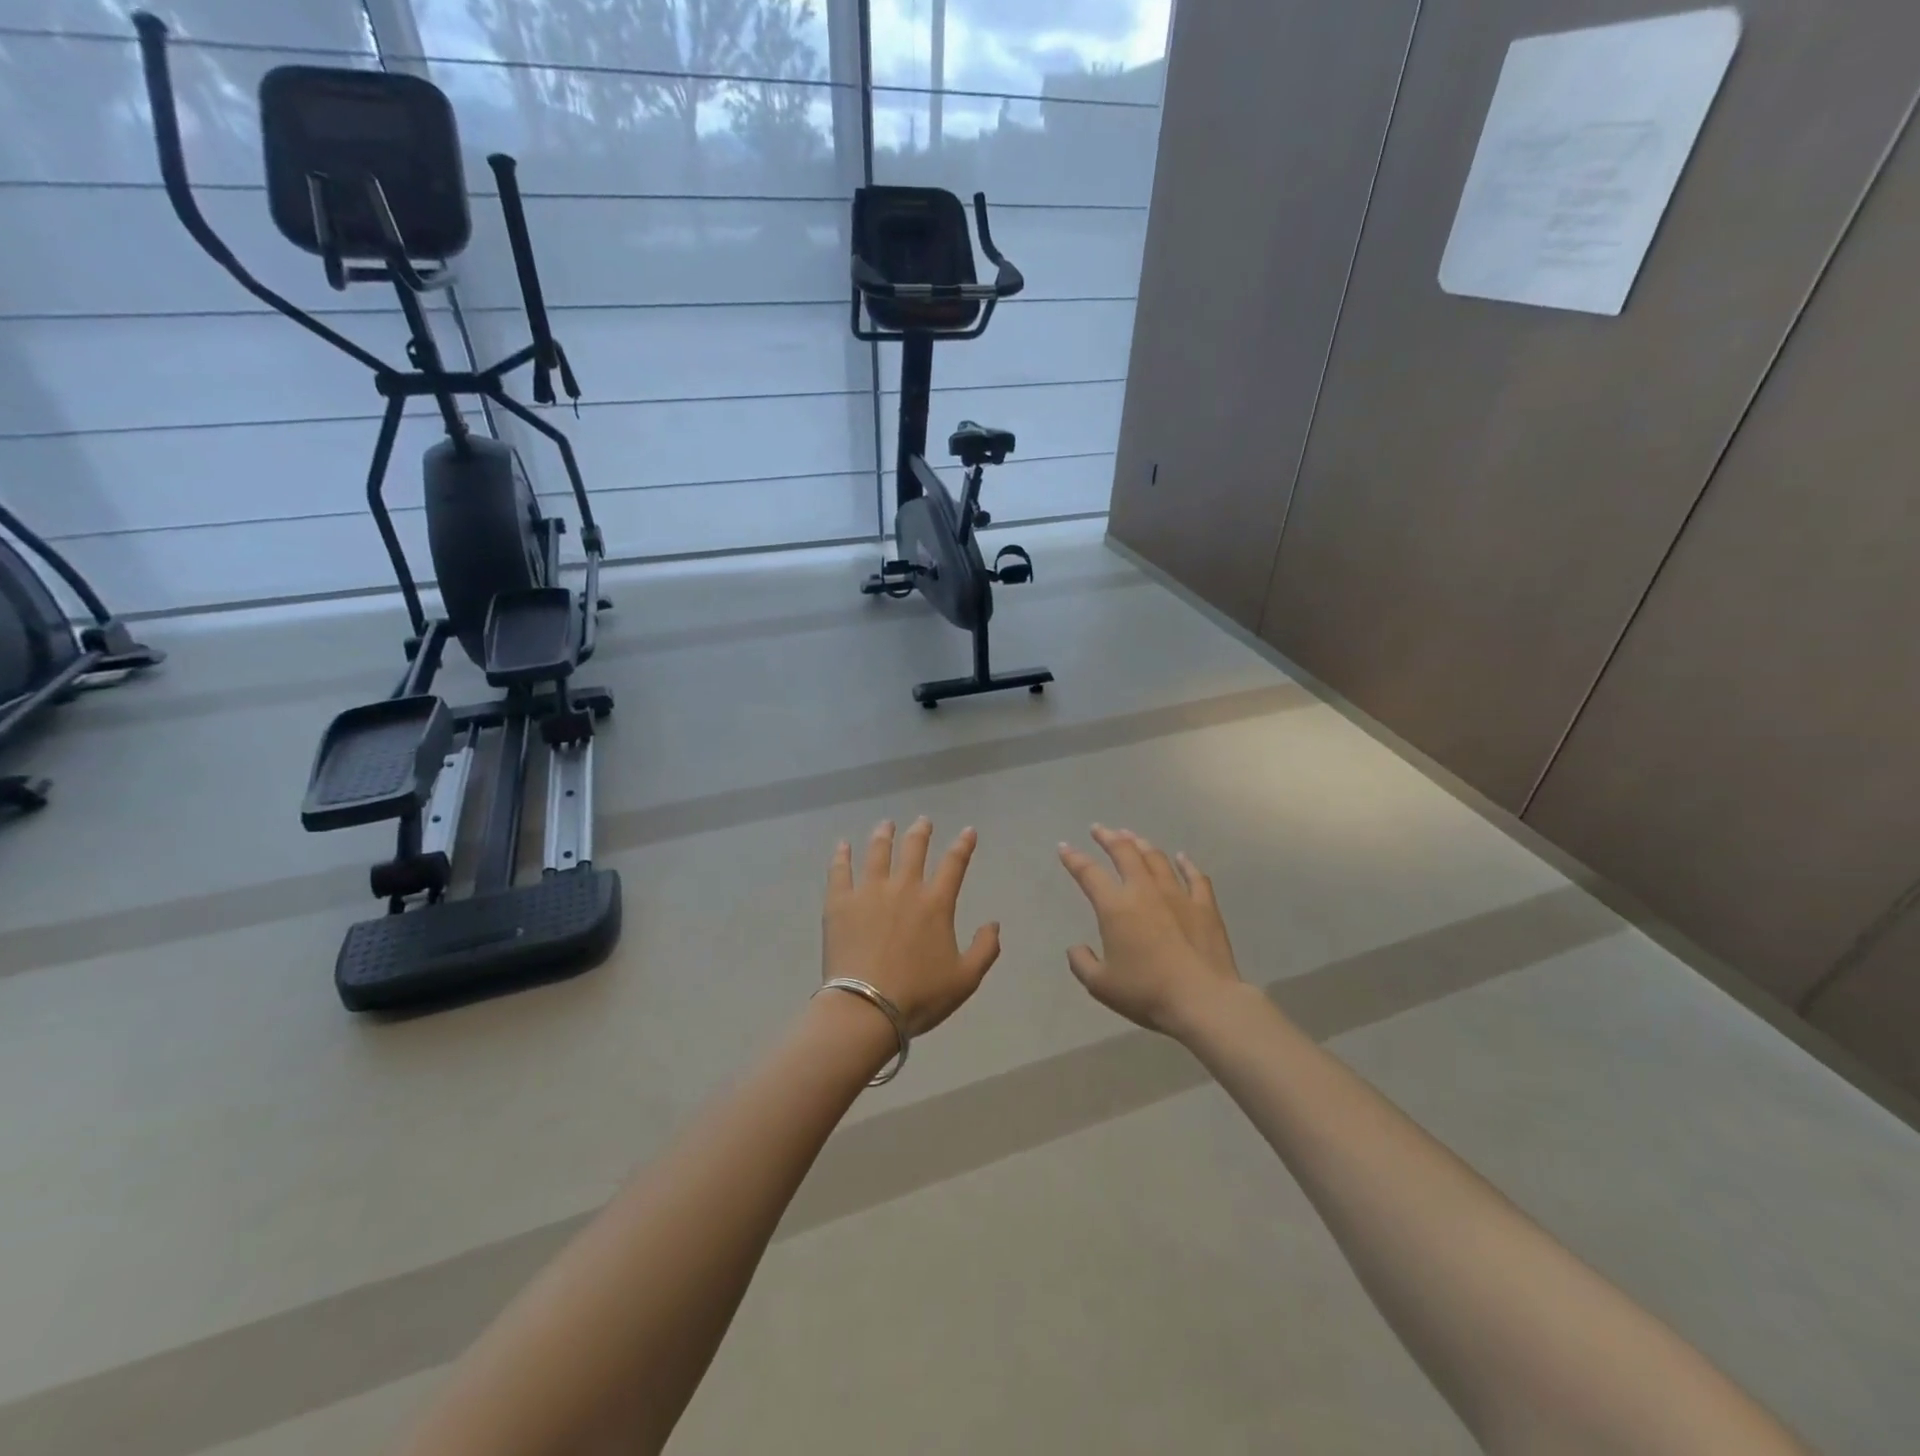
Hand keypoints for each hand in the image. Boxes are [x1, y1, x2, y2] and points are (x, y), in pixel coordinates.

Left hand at [824, 818, 1000, 1035]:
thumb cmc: (919, 995)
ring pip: (878, 852)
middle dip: (921, 832)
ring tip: (886, 825)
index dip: (963, 845)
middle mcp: (904, 888)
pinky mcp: (840, 902)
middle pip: (914, 849)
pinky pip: (840, 870)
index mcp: (936, 903)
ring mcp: (869, 892)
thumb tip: (994, 923)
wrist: (867, 1008)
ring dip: (884, 835)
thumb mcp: (966, 979)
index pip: (954, 864)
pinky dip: (842, 855)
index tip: (968, 831)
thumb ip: (985, 949)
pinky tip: (842, 845)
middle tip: (923, 821)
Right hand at [1058, 825, 1243, 1035]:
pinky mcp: (1205, 906)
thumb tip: (1076, 948)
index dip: (1074, 858)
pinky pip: (1195, 877)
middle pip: (1125, 853)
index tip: (1065, 846)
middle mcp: (1144, 891)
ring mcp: (1178, 895)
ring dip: (1141, 844)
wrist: (1202, 1001)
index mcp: (1115, 907)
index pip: (1089, 874)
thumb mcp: (1101, 985)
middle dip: (1109, 837)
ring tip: (1132, 837)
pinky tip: (1182, 857)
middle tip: (1099, 829)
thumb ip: (1082, 963)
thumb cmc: (1147, 992)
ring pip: (1157, 859)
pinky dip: (1187, 864)